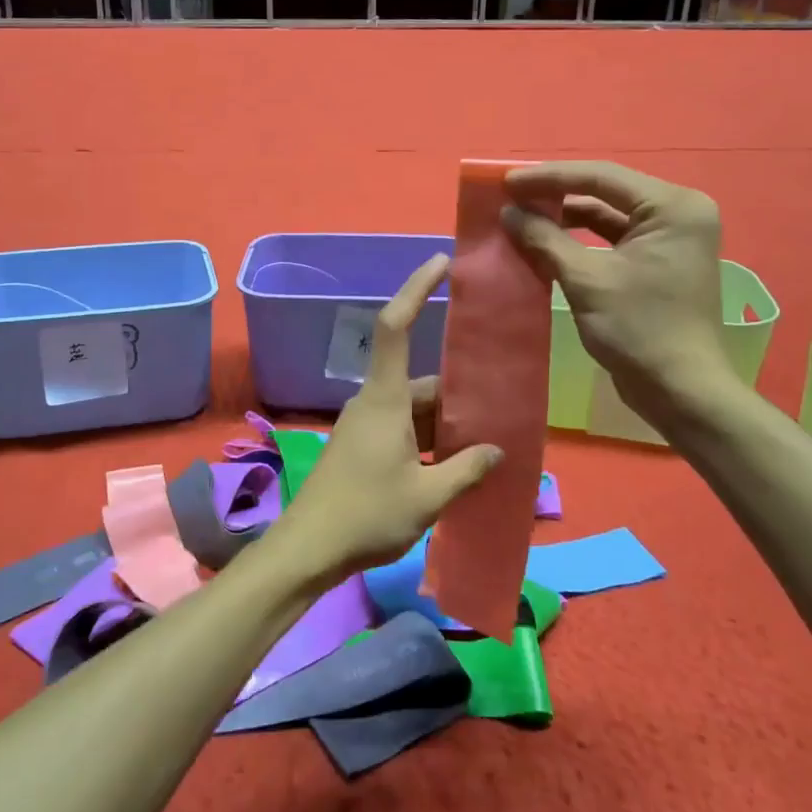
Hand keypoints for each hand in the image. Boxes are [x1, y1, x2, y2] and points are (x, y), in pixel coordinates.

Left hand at [267, 254, 502, 584]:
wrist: (309, 550)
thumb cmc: (367, 515)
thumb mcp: (427, 496)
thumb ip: (465, 470)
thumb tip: (496, 450)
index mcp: (384, 399)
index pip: (395, 327)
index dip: (416, 289)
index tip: (439, 262)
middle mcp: (373, 403)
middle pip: (421, 381)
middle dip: (459, 393)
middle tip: (503, 406)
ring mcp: (365, 426)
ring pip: (415, 409)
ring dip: (447, 423)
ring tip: (490, 441)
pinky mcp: (362, 447)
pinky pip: (404, 429)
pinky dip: (431, 439)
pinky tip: (457, 464)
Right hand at [500, 161, 736, 414]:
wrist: (679, 390)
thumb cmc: (638, 328)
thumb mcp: (586, 279)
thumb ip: (545, 239)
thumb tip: (508, 212)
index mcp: (672, 207)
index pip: (601, 177)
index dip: (549, 177)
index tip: (506, 182)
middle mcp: (677, 213)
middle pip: (605, 191)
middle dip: (555, 194)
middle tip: (510, 196)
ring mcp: (669, 238)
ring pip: (606, 214)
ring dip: (564, 216)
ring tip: (521, 216)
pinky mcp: (657, 261)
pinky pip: (612, 238)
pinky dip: (579, 239)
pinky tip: (545, 241)